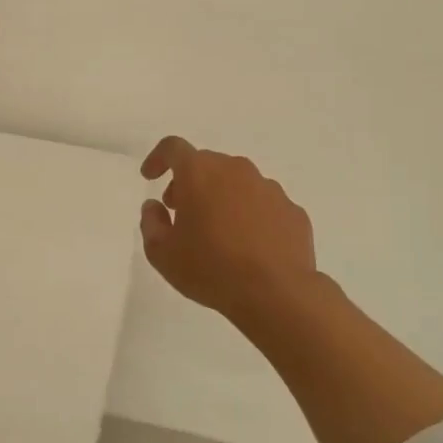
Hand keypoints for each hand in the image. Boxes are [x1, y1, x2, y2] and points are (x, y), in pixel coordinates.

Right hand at [139, 136, 316, 324]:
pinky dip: (251, 216)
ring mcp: (268, 188)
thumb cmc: (211, 268)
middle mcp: (235, 170)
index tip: (150, 177)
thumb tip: (154, 207)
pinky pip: (264, 204)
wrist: (277, 294)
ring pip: (237, 182)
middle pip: (207, 164)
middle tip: (182, 212)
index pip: (173, 148)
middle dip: (189, 183)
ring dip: (222, 197)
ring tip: (218, 233)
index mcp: (200, 172)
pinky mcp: (292, 210)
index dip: (158, 158)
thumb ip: (151, 223)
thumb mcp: (162, 254)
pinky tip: (249, 246)